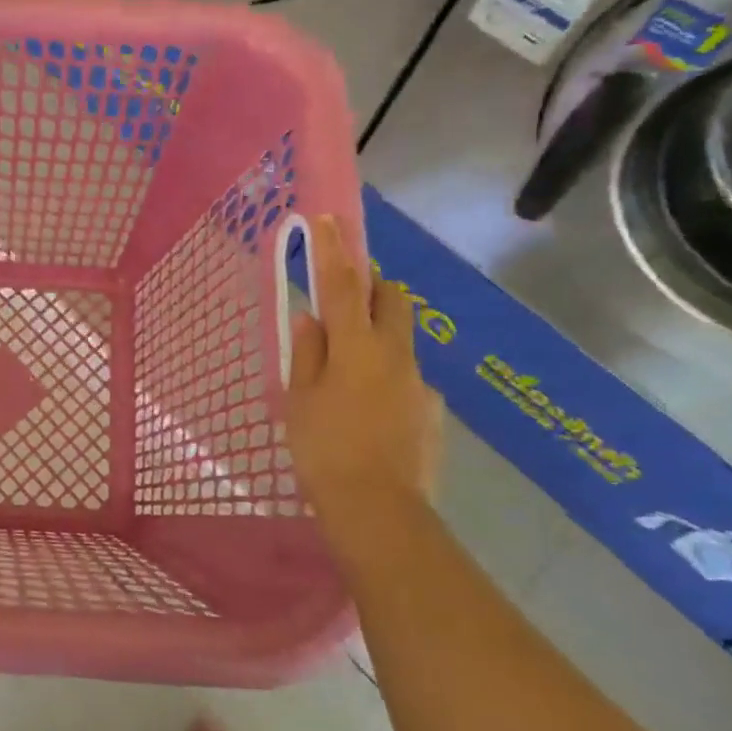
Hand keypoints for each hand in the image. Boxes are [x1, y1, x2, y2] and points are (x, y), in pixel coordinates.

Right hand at [286, 215, 443, 515]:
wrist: (379, 511)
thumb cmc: (324, 449)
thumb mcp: (300, 399)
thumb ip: (308, 352)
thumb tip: (310, 316)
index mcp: (356, 348)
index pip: (343, 286)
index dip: (334, 251)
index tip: (329, 219)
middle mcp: (395, 355)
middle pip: (394, 299)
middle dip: (374, 284)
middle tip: (347, 295)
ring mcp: (419, 383)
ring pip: (400, 340)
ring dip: (377, 338)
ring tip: (348, 377)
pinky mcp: (432, 412)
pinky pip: (407, 379)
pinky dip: (387, 380)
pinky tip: (369, 415)